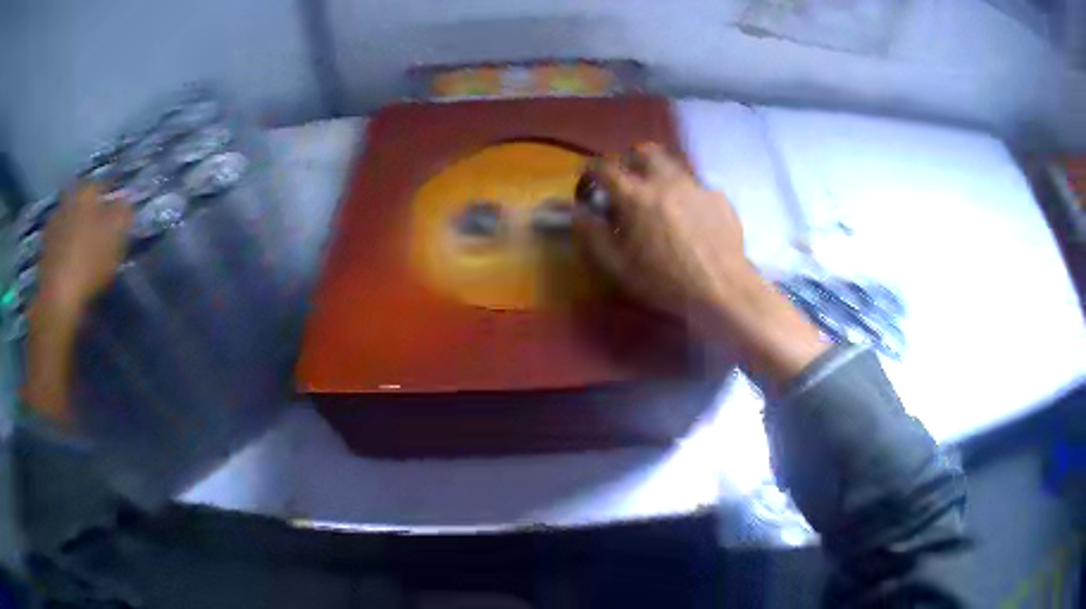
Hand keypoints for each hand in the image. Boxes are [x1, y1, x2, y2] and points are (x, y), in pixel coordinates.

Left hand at [37, 182, 133, 317]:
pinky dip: (66, 253)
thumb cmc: (90, 260)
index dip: (112, 199)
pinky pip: (59, 246)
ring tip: (86, 254)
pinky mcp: (43, 253)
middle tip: (101, 235)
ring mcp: (51, 227)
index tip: (118, 216)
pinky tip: (72, 268)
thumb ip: (124, 212)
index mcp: (85, 190)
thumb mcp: (117, 234)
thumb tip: (125, 202)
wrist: (58, 298)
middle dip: (91, 216)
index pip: (103, 186)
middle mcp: (66, 200)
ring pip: (70, 224)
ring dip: (77, 234)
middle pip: (83, 205)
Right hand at [574, 143, 750, 323]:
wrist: (722, 289)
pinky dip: (685, 195)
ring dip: (659, 174)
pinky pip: (696, 186)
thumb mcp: (619, 266)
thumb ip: (594, 235)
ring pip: (673, 164)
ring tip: (659, 198)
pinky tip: (690, 219)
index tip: (589, 181)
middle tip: (627, 180)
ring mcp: (696, 186)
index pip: (605, 167)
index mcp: (636, 196)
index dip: (592, 170)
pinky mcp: (718, 197)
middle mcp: (666, 181)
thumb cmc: (665, 282)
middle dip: (630, 160)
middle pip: (644, 151)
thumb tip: (579, 212)